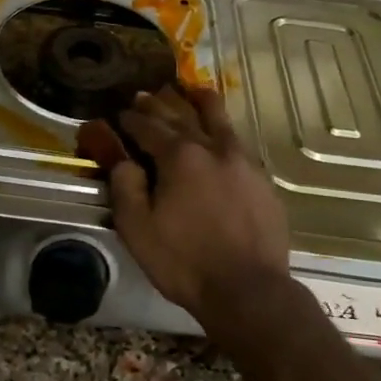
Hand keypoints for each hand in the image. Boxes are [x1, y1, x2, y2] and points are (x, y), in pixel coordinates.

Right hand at [80, 86, 292, 325]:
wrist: (249, 290)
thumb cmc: (185, 261)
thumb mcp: (138, 228)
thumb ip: (125, 185)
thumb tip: (121, 157)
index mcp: (179, 157)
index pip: (147, 127)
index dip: (130, 119)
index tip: (118, 114)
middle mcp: (212, 148)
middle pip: (182, 115)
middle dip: (159, 104)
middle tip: (144, 95)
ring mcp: (242, 161)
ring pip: (218, 119)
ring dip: (200, 102)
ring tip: (191, 90)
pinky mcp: (262, 179)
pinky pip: (238, 142)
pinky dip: (222, 130)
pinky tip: (220, 134)